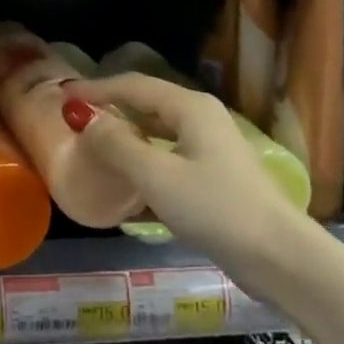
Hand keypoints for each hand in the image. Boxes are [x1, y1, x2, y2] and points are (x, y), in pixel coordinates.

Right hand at [67, 72, 309, 269]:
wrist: (280, 258)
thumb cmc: (215, 208)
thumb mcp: (156, 176)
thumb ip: (116, 144)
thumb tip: (84, 118)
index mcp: (189, 107)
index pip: (132, 85)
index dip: (95, 89)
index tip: (62, 96)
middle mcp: (201, 119)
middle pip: (146, 105)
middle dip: (109, 111)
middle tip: (74, 121)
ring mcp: (210, 149)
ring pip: (157, 134)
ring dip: (125, 139)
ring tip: (93, 150)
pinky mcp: (214, 178)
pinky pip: (167, 159)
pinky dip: (143, 165)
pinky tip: (124, 187)